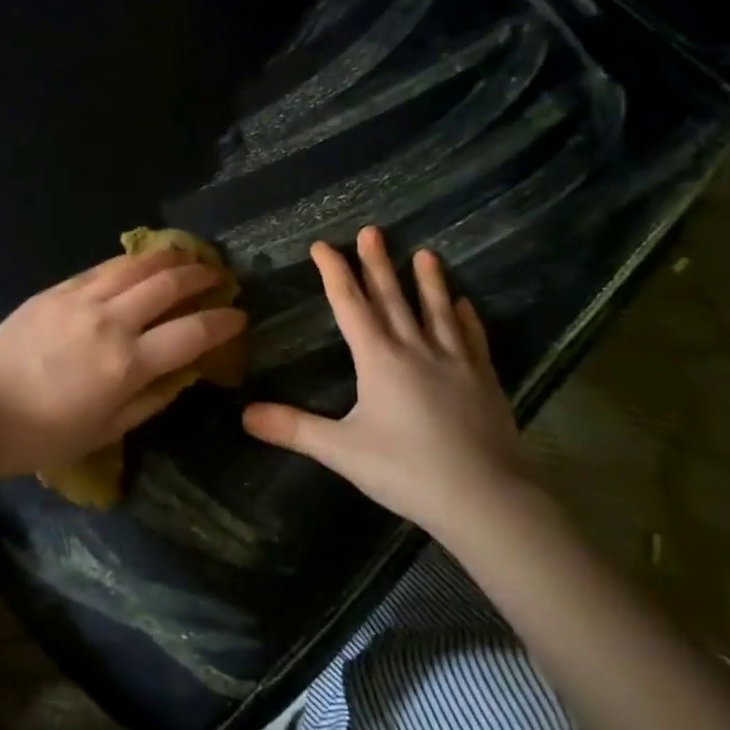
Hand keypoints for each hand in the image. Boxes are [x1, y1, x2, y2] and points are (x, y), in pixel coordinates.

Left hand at [0, 250, 247, 479]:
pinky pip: (102, 267)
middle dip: (202, 276)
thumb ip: (151, 399)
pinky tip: (140, 260)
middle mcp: (112, 322)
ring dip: (169, 258)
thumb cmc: (44, 434)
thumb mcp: (107, 430)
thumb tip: (183, 374)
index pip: (192, 333)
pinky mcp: (57, 290)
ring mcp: (81, 300)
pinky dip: (130, 260)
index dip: (223, 321)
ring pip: (137, 266)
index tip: (239, 315)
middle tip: (219, 275)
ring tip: (188, 255)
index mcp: (128, 364)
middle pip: (169, 285)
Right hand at [242, 226, 524, 539]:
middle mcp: (416, 349)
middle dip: (377, 263)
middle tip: (371, 231)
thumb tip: (244, 414)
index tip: (322, 245)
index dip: (334, 273)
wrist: (485, 499)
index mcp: (379, 359)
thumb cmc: (407, 471)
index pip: (351, 305)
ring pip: (436, 310)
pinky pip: (472, 338)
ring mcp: (455, 362)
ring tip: (425, 252)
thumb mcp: (342, 451)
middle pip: (392, 298)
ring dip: (428, 281)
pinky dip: (465, 318)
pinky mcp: (483, 379)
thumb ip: (293, 429)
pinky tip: (464, 304)